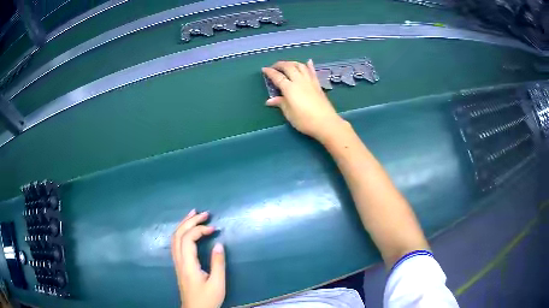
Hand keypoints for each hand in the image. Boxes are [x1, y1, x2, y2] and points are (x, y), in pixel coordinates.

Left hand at [172, 209, 225, 307]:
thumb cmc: (207, 299)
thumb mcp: (217, 283)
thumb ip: (218, 263)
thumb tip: (219, 243)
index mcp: (188, 264)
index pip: (188, 239)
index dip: (200, 229)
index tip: (214, 228)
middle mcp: (179, 260)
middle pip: (179, 234)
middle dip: (190, 221)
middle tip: (204, 213)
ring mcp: (177, 262)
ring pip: (175, 238)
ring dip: (184, 224)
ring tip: (194, 214)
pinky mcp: (179, 265)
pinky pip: (176, 243)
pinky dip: (181, 232)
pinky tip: (188, 230)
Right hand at [262, 60, 346, 140]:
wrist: (326, 123)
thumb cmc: (305, 120)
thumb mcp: (289, 114)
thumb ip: (280, 103)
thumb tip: (269, 100)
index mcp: (289, 88)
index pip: (277, 77)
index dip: (270, 72)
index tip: (264, 69)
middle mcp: (299, 81)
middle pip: (289, 67)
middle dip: (280, 64)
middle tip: (274, 66)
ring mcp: (310, 81)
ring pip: (300, 66)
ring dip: (292, 63)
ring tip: (287, 65)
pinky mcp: (318, 85)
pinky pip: (312, 72)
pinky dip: (309, 65)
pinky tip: (308, 61)